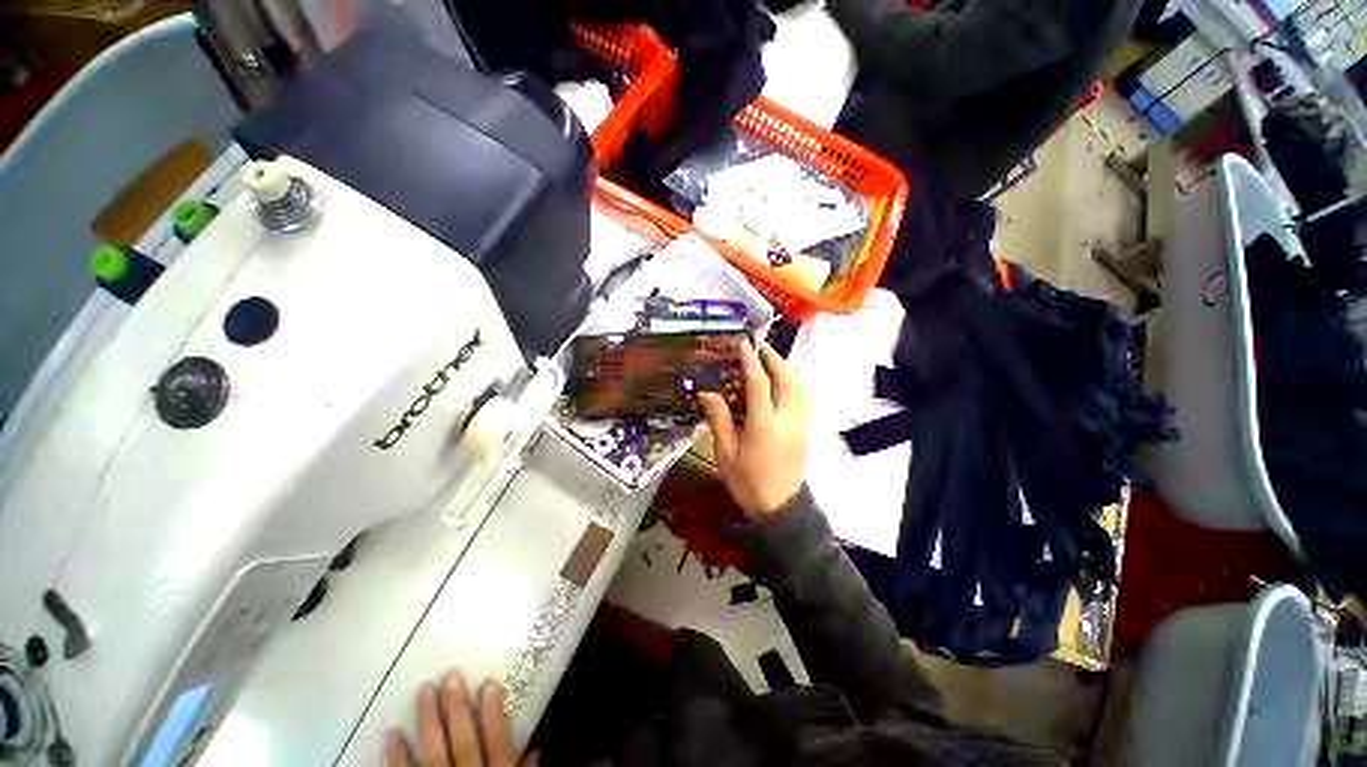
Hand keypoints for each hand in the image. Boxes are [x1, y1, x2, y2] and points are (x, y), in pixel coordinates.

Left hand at [384, 672, 534, 766]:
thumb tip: (539, 748)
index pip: (496, 742)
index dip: (493, 712)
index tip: (488, 682)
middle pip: (462, 744)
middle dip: (456, 710)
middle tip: (449, 676)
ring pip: (431, 758)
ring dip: (425, 725)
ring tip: (422, 692)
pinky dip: (394, 760)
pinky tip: (390, 736)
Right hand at [698, 340, 809, 517]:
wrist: (779, 507)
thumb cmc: (747, 481)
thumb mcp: (725, 452)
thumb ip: (718, 419)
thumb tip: (707, 392)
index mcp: (763, 425)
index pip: (759, 384)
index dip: (750, 361)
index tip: (743, 344)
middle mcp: (786, 420)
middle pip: (786, 378)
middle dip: (773, 358)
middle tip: (760, 347)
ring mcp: (801, 424)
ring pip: (799, 386)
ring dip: (785, 369)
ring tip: (770, 362)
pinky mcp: (806, 430)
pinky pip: (804, 399)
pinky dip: (795, 384)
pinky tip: (783, 384)